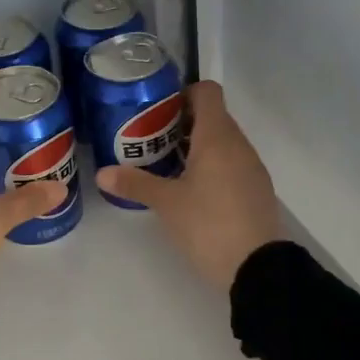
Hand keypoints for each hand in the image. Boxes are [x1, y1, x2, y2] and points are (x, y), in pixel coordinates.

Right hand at [96, 80, 284, 292]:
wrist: (257, 268)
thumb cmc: (209, 224)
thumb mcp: (167, 203)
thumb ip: (135, 184)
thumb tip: (102, 173)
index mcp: (218, 136)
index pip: (207, 92)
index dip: (183, 94)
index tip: (158, 112)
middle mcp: (239, 144)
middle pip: (212, 116)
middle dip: (182, 123)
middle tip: (152, 141)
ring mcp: (251, 167)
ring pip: (222, 142)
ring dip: (196, 146)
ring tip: (167, 166)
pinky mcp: (256, 189)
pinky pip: (232, 163)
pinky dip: (211, 166)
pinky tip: (191, 190)